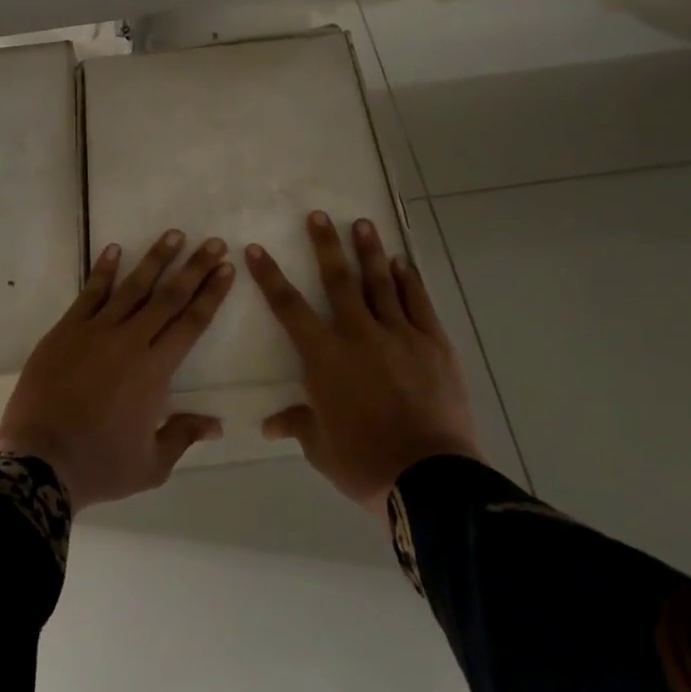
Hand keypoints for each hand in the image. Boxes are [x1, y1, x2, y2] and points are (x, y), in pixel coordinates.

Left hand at [0, 230, 234, 509]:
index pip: (192, 322)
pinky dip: (103, 270)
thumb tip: (217, 424)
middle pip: (169, 297)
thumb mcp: (151, 464)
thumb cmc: (100, 466)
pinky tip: (113, 249)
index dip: (211, 294)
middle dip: (194, 268)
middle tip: (213, 242)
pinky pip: (89, 294)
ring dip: (155, 259)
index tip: (226, 269)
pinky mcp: (64, 332)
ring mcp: (94, 332)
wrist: (37, 463)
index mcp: (155, 370)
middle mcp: (130, 341)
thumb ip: (183, 436)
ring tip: (173, 235)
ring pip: (132, 287)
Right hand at [246, 212, 482, 513]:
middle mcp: (359, 335)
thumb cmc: (364, 462)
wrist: (428, 476)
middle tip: (318, 215)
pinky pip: (418, 304)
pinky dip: (408, 281)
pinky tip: (402, 264)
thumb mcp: (320, 447)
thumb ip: (297, 424)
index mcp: (324, 358)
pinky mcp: (433, 344)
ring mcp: (400, 335)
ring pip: (381, 283)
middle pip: (338, 281)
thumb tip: (269, 424)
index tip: (256, 249)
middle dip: (325, 245)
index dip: (270, 277)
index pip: (289, 308)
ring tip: (362, 223)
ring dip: (369, 252)